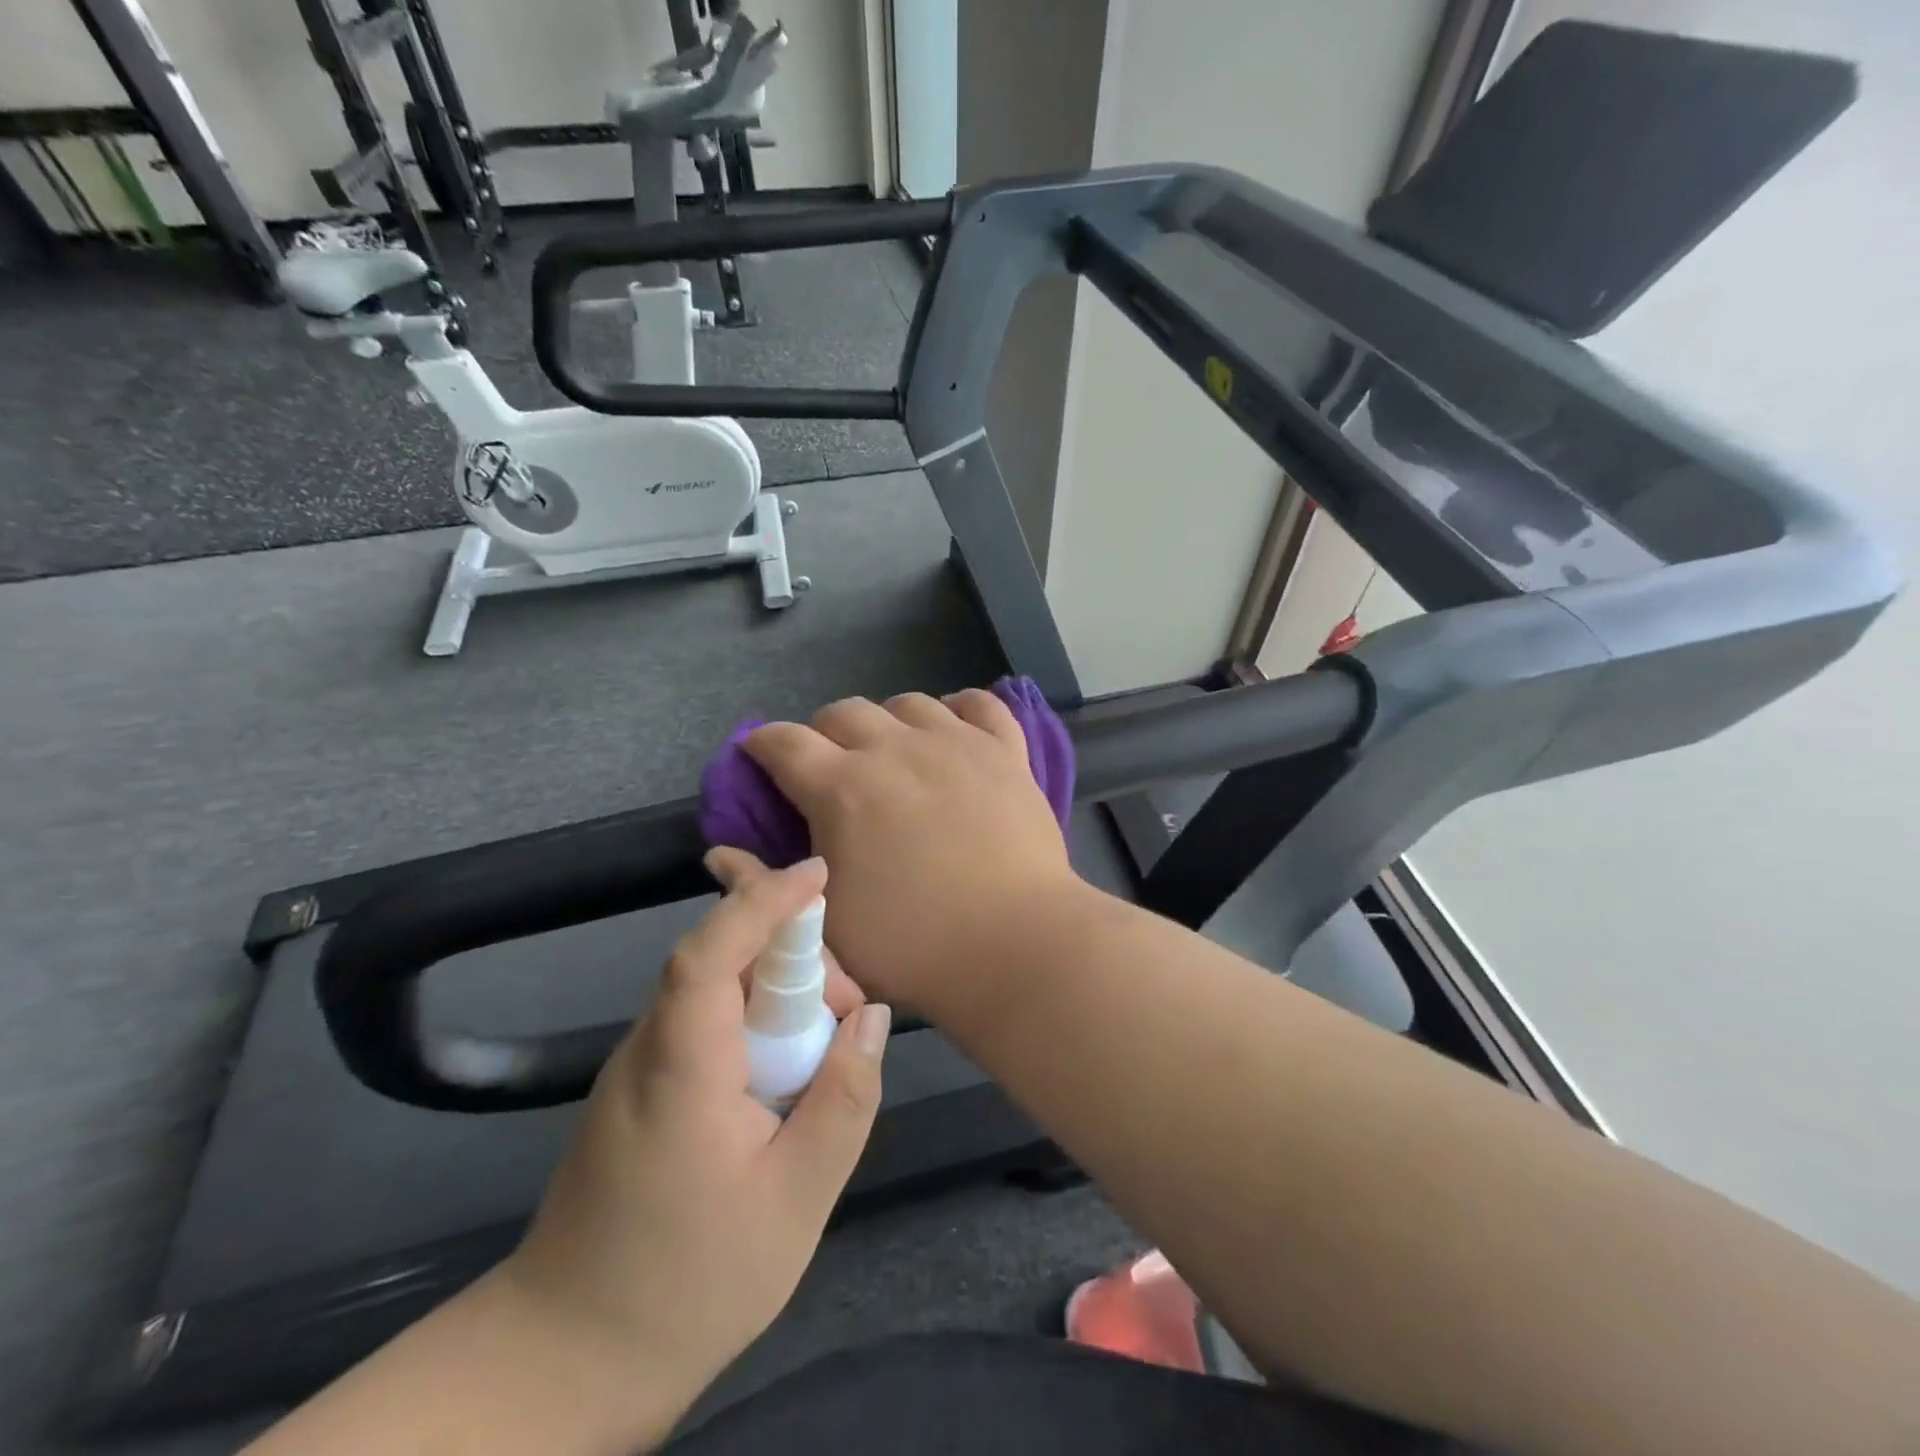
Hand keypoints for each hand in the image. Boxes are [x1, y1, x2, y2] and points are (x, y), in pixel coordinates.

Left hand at [499, 856, 890, 1414]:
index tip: (817, 873)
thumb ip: (844, 1098)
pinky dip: (755, 1022)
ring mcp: (638, 1067)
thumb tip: (872, 1017)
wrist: (568, 1359)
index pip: (711, 951)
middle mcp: (649, 1047)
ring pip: (717, 990)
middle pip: (723, 961)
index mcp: (682, 1066)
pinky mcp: (641, 1087)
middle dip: (796, 961)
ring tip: (824, 1054)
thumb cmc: (691, 1282)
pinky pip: (707, 1023)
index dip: (762, 901)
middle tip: (848, 1019)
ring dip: (779, 994)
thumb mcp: (797, 1198)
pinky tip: (785, 1073)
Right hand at [744, 690, 1080, 1016]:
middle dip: (824, 734)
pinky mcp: (1005, 752)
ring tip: (895, 752)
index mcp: (843, 788)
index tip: (761, 756)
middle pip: (844, 712)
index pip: (784, 742)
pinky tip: (954, 729)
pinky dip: (961, 709)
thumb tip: (721, 855)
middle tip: (833, 769)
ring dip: (888, 721)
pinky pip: (981, 705)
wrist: (1014, 946)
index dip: (763, 745)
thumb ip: (769, 886)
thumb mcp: (825, 927)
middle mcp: (895, 750)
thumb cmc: (913, 946)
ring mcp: (956, 744)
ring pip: (909, 703)